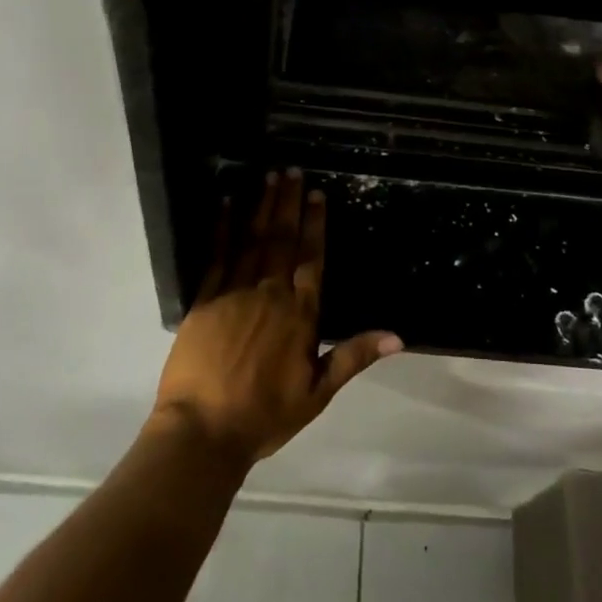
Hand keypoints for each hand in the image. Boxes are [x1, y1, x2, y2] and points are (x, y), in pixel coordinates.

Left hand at [152, 170, 402, 463]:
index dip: (315, 223)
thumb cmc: (265, 415)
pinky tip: (225, 204)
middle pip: (283, 239)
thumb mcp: (318, 392)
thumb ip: (354, 356)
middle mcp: (270, 293)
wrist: (203, 431)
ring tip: (267, 177)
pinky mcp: (204, 300)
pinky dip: (222, 228)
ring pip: (253, 240)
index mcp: (300, 314)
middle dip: (288, 202)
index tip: (316, 193)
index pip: (312, 258)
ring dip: (261, 206)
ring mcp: (234, 293)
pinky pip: (216, 256)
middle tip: (291, 170)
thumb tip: (398, 336)